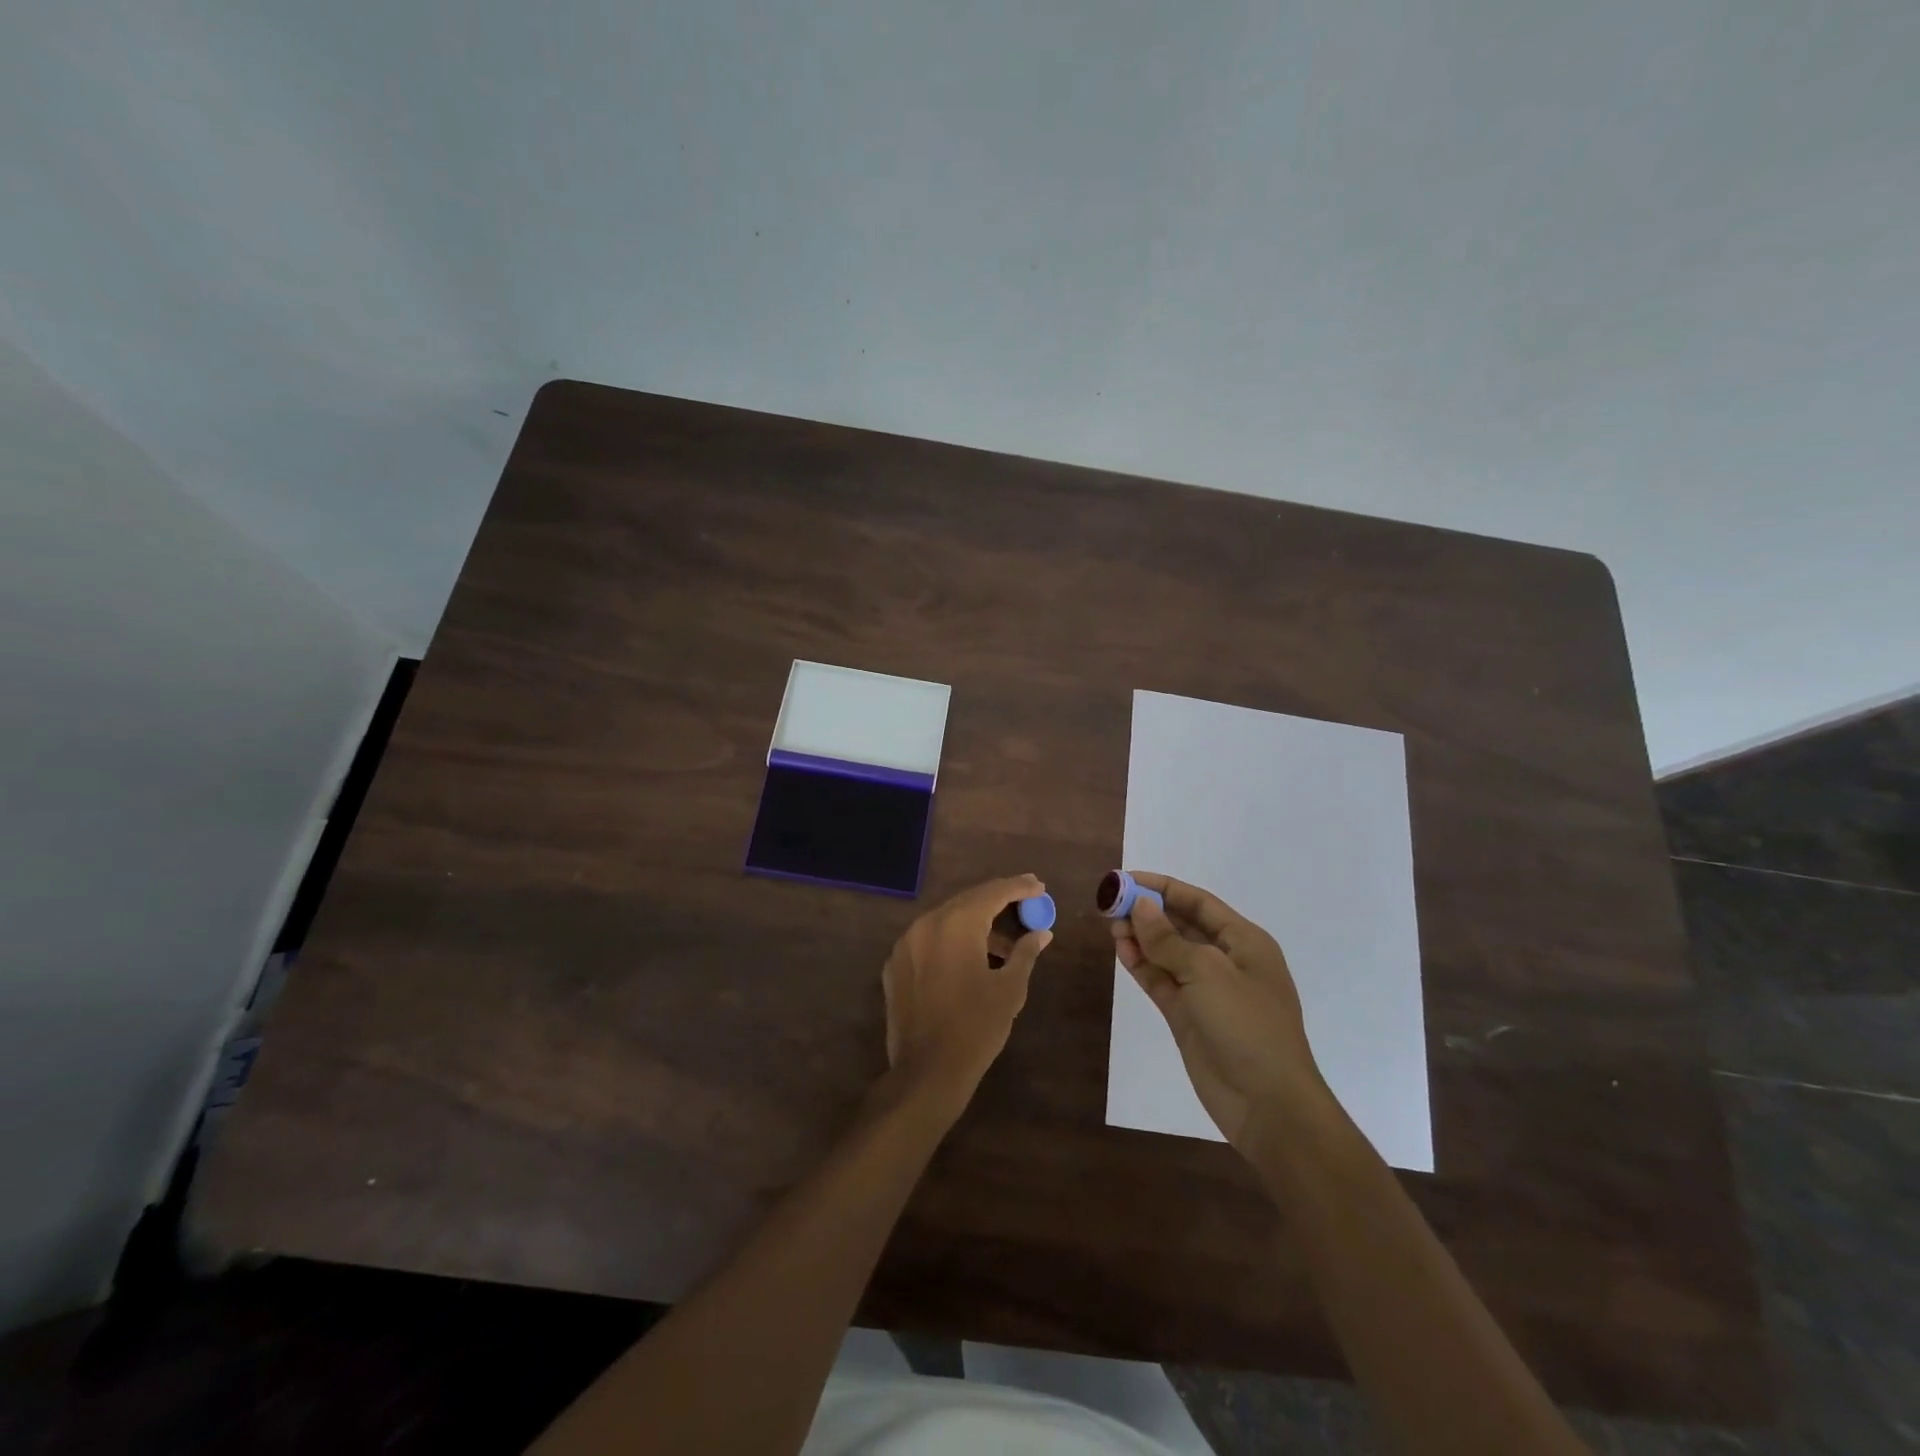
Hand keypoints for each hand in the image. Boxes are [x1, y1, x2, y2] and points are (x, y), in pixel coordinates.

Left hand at [882, 875, 1053, 1114]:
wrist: (927, 1072)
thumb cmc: (976, 1027)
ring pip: (946, 920)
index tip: (1038, 885)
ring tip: (1002, 943)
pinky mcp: (895, 965)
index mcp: (957, 924)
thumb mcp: (1010, 989)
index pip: (992, 893)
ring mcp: (906, 944)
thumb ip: (1025, 953)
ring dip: (975, 923)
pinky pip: (928, 940)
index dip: (1018, 887)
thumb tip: (1042, 933)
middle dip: (997, 900)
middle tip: (1025, 902)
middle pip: (967, 901)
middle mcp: (927, 924)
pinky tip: (969, 959)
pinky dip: (951, 941)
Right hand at [1110, 871, 1335, 1152]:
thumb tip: (1140, 905)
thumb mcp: (1207, 972)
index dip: (1162, 887)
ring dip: (1141, 938)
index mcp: (1244, 942)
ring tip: (1110, 926)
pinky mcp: (1190, 1017)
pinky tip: (1121, 951)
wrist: (1268, 1104)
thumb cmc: (1246, 1025)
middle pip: (1181, 925)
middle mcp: (1226, 961)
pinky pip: (1162, 981)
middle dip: (1148, 912)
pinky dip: (1142, 966)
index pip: (1198, 902)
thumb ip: (1168, 938)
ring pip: (1168, 954)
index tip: (1126, 878)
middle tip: (1110, 903)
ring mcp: (1207, 991)